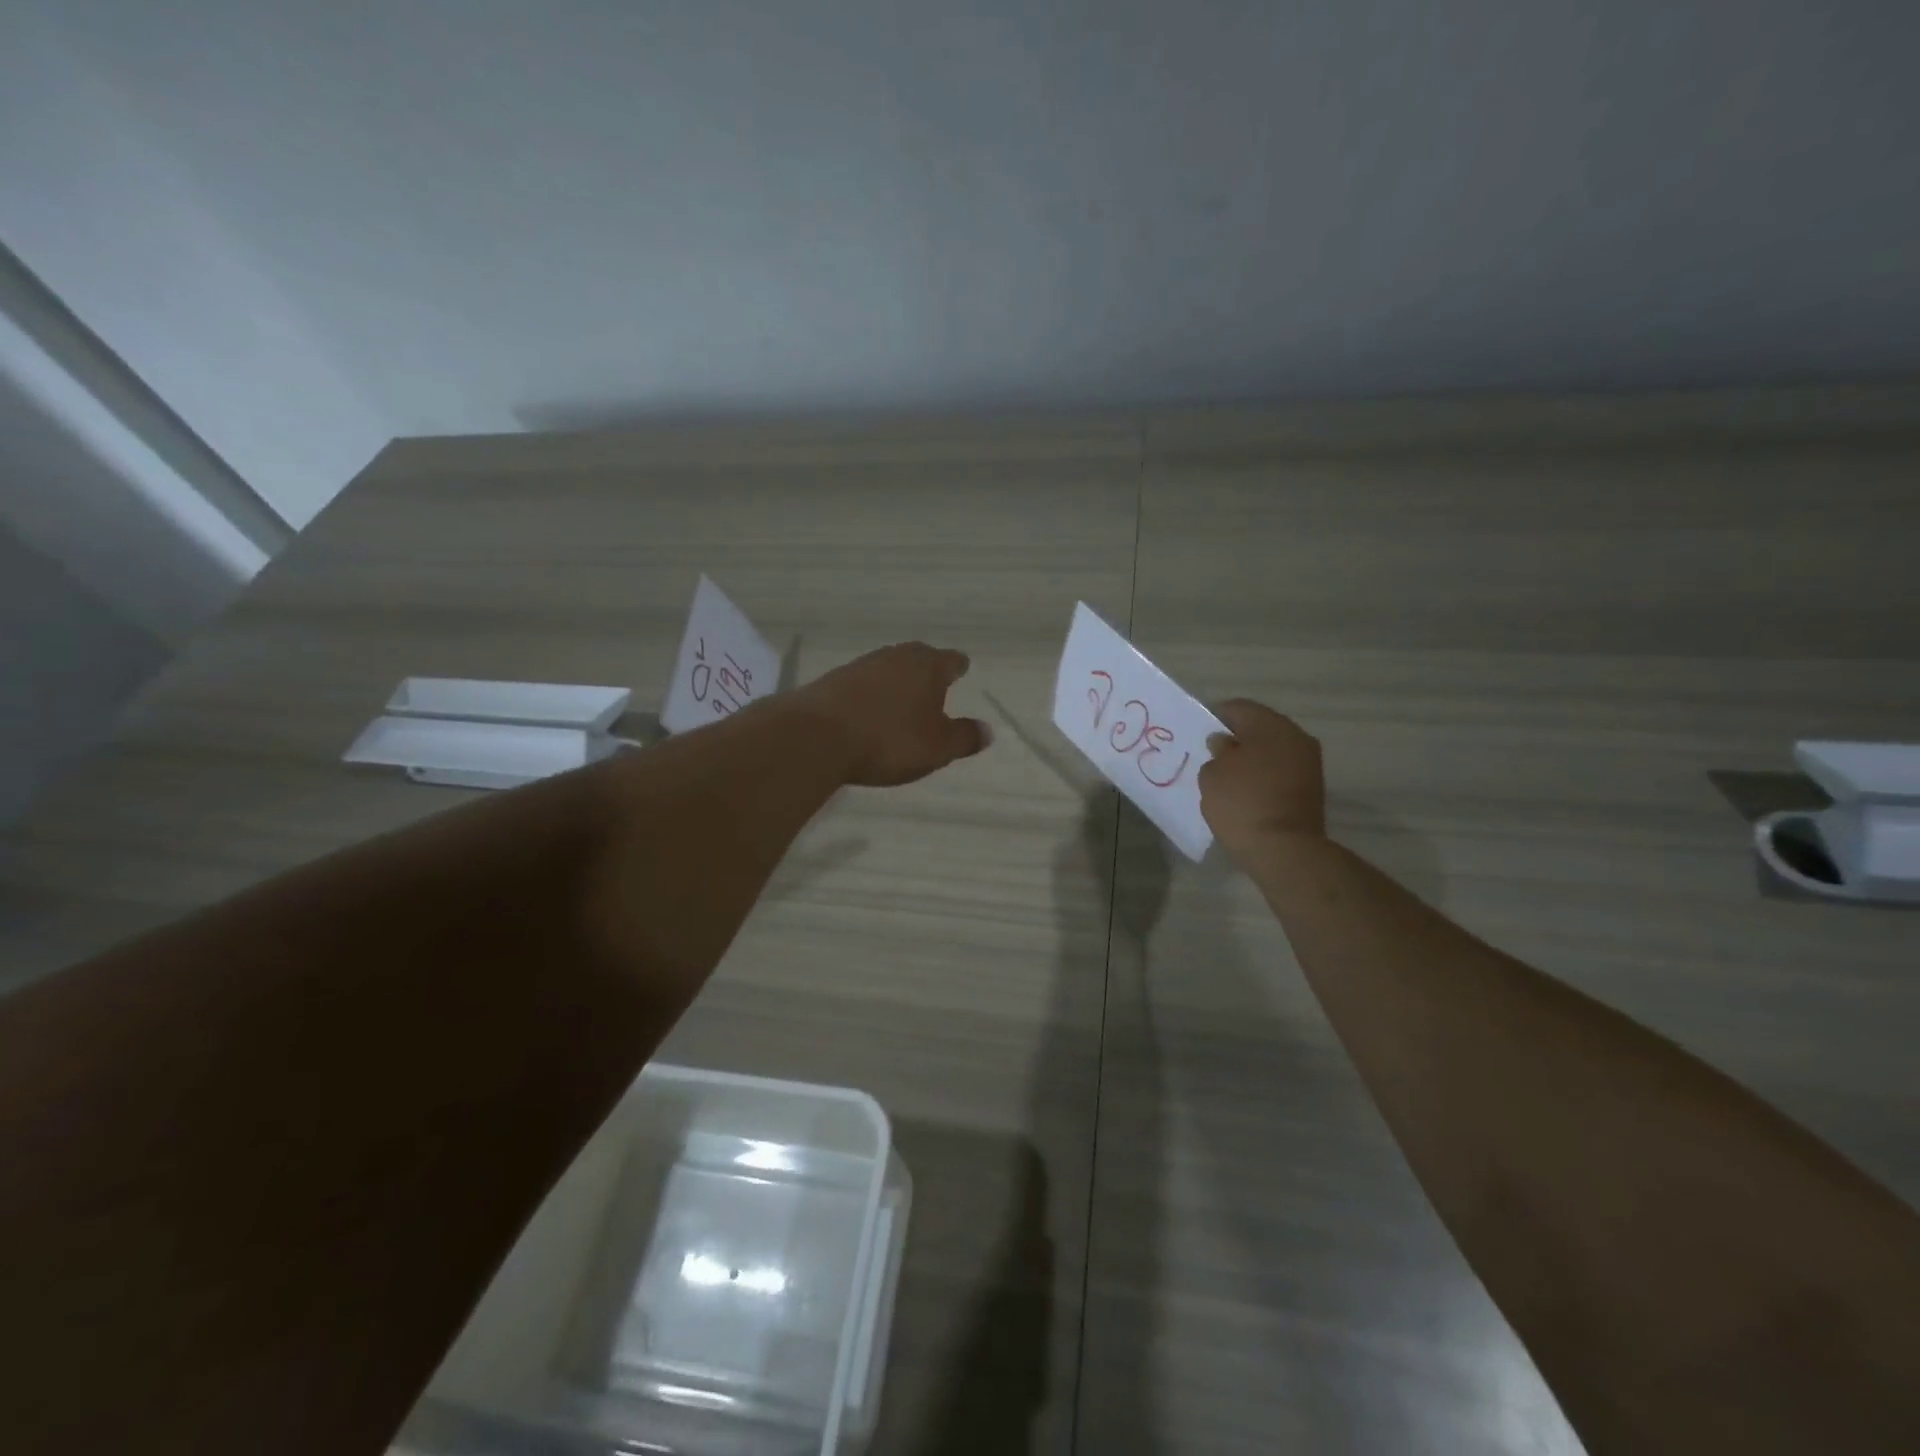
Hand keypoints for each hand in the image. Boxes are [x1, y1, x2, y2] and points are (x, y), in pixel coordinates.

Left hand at [790, 642, 991, 786]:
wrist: (816, 737)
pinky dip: (871, 692)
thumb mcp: (936, 748)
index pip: (952, 660)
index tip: (961, 671)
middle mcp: (896, 656)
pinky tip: (868, 709)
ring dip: (897, 680)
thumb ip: (964, 738)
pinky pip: (863, 682)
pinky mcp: (833, 679)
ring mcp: (862, 665)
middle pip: (919, 657)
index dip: (958, 667)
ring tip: (902, 699)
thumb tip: (988, 730)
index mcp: (928, 667)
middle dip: (928, 669)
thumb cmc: (889, 740)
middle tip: (934, 684)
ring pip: (889, 666)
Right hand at [1198, 699, 1326, 860]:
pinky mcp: (1312, 788)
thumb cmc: (1242, 802)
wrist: (1284, 849)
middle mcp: (1295, 736)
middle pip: (1259, 728)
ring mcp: (1308, 763)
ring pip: (1272, 750)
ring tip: (1228, 777)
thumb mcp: (1212, 774)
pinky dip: (1263, 776)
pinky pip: (1280, 771)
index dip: (1214, 717)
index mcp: (1270, 724)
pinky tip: (1246, 792)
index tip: (1198, 735)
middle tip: (1212, 756)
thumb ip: (1216, 752)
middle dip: (1236, 739)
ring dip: (1251, 758)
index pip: (1237, 708)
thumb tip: (1225, 743)